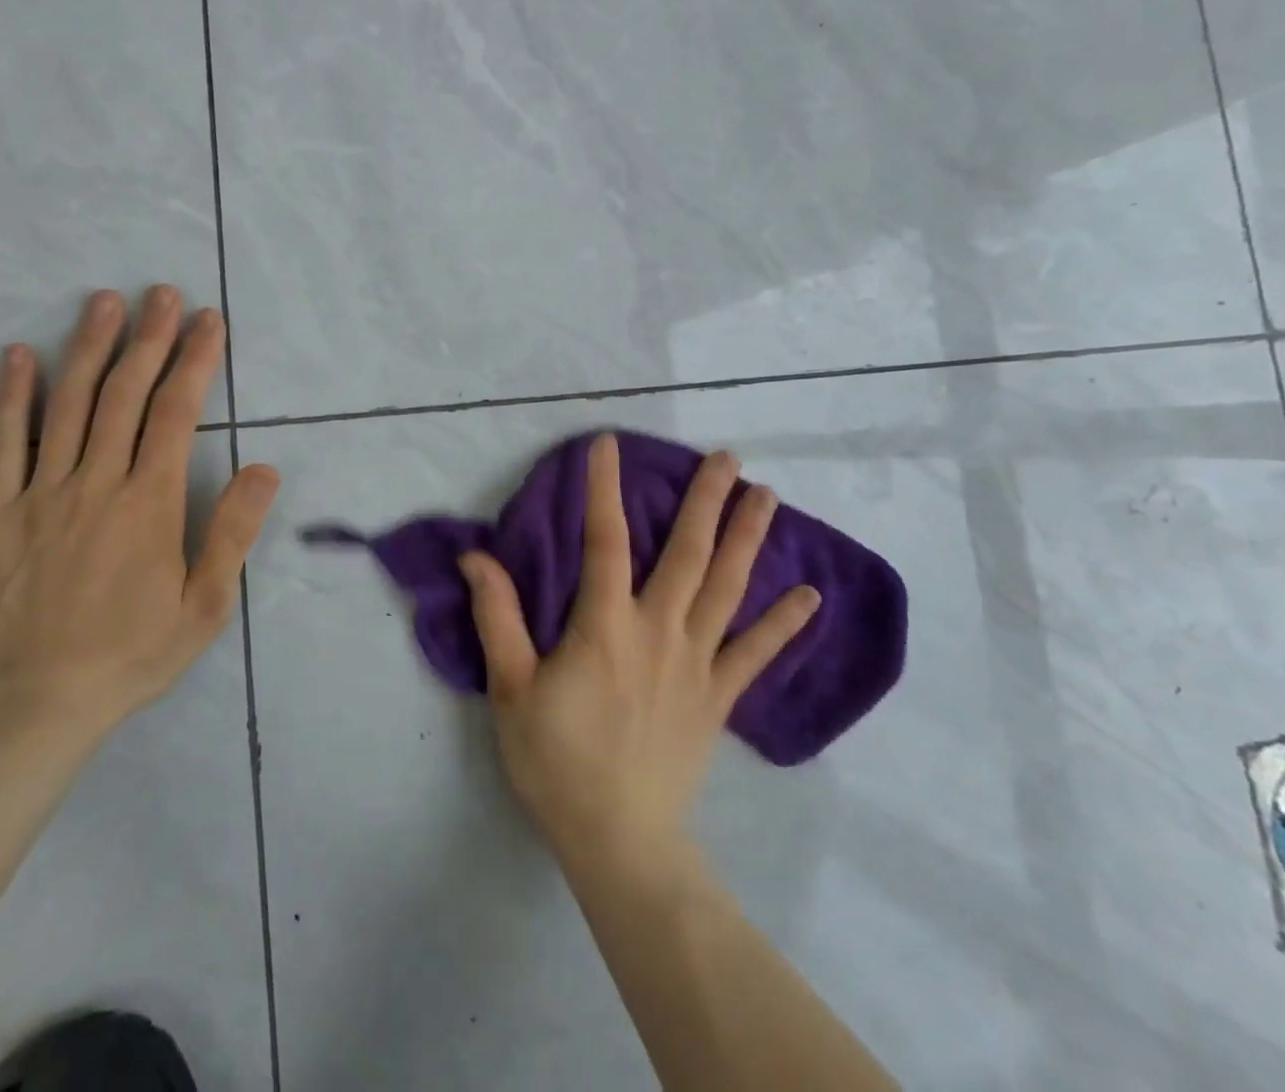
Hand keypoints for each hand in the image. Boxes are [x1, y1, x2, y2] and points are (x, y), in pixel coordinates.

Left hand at [0, 286, 279, 735]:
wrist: (39, 702)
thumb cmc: (134, 652)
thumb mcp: (206, 605)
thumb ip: (233, 532)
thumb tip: (264, 469)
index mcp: (149, 502)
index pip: (176, 413)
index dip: (196, 361)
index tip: (209, 321)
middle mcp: (96, 483)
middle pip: (124, 394)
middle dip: (148, 338)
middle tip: (161, 293)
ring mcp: (42, 494)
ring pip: (67, 405)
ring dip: (88, 348)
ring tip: (103, 302)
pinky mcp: (0, 514)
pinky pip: (2, 445)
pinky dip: (11, 397)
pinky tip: (17, 357)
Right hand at [459, 434, 818, 871]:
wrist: (618, 841)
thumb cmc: (556, 760)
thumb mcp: (510, 687)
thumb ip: (497, 616)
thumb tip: (475, 556)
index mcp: (605, 625)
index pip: (604, 540)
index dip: (604, 488)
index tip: (608, 444)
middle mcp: (658, 631)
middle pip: (687, 554)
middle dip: (706, 501)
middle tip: (726, 457)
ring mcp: (696, 663)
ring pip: (727, 590)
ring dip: (748, 539)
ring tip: (767, 496)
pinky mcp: (718, 697)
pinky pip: (755, 654)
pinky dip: (783, 624)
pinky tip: (809, 596)